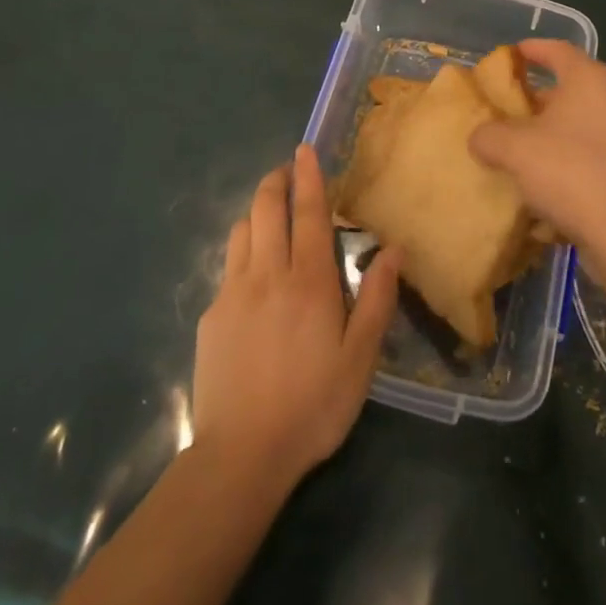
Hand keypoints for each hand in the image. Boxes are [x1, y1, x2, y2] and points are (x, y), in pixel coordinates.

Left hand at [191, 144, 401, 490]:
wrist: (241, 455)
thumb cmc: (312, 406)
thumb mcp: (360, 360)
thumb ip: (376, 300)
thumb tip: (393, 251)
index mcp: (309, 281)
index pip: (309, 213)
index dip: (308, 177)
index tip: (304, 148)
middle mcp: (268, 274)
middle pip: (266, 208)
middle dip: (276, 181)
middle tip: (287, 172)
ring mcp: (234, 292)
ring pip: (242, 230)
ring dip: (257, 212)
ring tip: (271, 217)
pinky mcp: (212, 316)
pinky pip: (228, 267)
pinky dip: (243, 252)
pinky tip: (252, 277)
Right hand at [469, 40, 605, 267]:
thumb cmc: (570, 172)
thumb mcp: (514, 150)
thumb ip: (489, 135)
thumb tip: (480, 137)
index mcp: (589, 79)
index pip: (558, 50)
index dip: (533, 49)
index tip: (512, 55)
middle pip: (572, 86)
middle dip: (540, 96)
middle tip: (510, 107)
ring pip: (584, 121)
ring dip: (555, 129)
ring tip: (524, 146)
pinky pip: (595, 150)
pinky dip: (571, 156)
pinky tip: (548, 180)